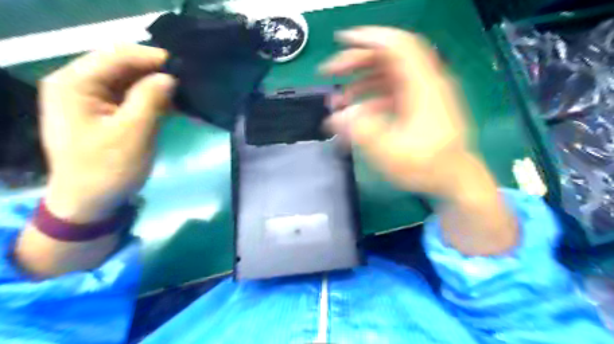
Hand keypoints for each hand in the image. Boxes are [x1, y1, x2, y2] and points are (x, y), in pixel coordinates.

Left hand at [41, 44, 174, 221]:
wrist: (91, 202)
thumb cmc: (108, 169)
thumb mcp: (132, 133)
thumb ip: (150, 99)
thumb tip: (170, 77)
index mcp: (75, 84)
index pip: (117, 56)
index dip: (152, 57)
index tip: (184, 66)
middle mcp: (79, 84)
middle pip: (124, 66)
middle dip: (157, 72)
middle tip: (189, 81)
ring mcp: (92, 99)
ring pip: (131, 82)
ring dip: (159, 88)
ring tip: (187, 94)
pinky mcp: (106, 113)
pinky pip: (133, 98)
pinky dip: (155, 101)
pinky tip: (176, 106)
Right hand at [322, 29, 516, 254]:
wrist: (455, 180)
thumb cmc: (428, 167)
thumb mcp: (391, 153)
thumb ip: (361, 132)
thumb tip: (335, 117)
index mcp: (423, 86)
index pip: (397, 46)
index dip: (369, 37)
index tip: (341, 40)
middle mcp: (423, 83)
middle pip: (387, 57)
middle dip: (356, 61)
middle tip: (330, 73)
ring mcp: (420, 94)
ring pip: (386, 75)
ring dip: (360, 82)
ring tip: (339, 98)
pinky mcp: (416, 106)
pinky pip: (389, 93)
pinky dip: (369, 98)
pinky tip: (356, 113)